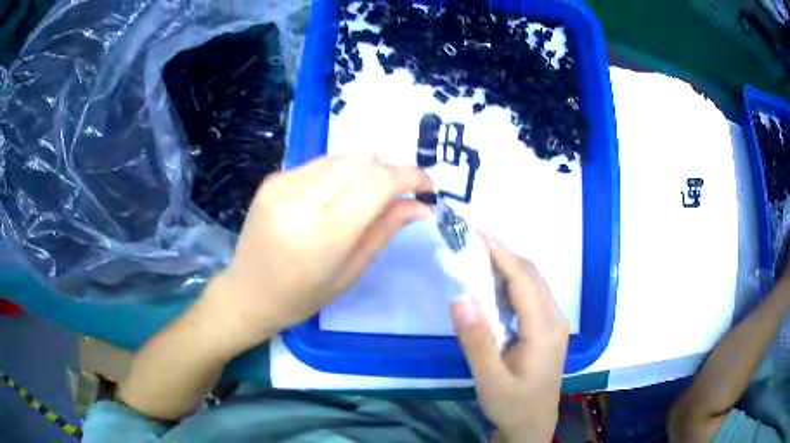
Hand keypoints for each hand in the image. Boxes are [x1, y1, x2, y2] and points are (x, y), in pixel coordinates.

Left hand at [205, 155, 433, 348]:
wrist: (247, 293)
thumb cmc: (301, 297)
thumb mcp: (350, 272)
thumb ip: (385, 230)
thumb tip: (421, 205)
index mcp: (321, 234)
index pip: (376, 183)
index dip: (410, 177)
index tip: (428, 186)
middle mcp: (299, 199)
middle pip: (362, 159)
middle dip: (389, 172)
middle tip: (398, 196)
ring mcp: (282, 183)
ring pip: (343, 156)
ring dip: (365, 171)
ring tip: (365, 200)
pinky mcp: (274, 178)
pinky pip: (321, 163)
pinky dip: (340, 174)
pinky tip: (334, 198)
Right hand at [451, 237, 569, 442]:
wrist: (532, 426)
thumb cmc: (512, 405)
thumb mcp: (490, 379)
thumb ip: (476, 340)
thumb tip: (459, 297)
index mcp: (545, 328)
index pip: (523, 279)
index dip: (500, 253)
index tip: (475, 233)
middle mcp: (556, 319)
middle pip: (532, 275)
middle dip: (504, 254)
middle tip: (471, 243)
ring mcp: (555, 323)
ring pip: (534, 283)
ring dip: (509, 266)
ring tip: (479, 257)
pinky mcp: (549, 329)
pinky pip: (533, 295)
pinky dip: (513, 282)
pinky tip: (494, 286)